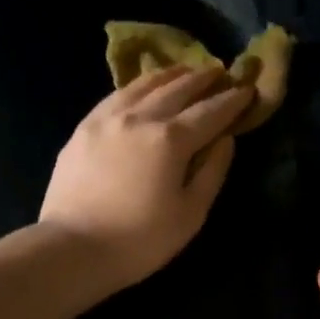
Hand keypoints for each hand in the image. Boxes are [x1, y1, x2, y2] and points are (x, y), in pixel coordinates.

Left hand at [38, 66, 254, 292]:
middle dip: (202, 79)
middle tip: (219, 71)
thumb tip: (225, 140)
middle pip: (177, 89)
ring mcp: (107, 119)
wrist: (72, 248)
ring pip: (143, 85)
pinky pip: (115, 96)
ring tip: (184, 71)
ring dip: (169, 75)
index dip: (232, 100)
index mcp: (171, 139)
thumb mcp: (190, 214)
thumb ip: (212, 172)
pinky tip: (141, 88)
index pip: (210, 111)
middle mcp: (140, 118)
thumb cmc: (139, 240)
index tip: (247, 89)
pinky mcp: (83, 128)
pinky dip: (136, 86)